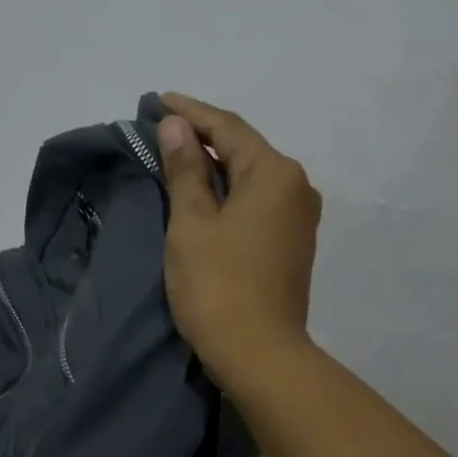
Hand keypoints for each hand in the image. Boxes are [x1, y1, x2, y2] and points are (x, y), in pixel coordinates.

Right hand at [157, 93, 321, 398]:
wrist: (260, 355)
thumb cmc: (218, 287)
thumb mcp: (192, 225)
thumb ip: (185, 170)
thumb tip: (177, 126)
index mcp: (275, 173)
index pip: (228, 127)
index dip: (190, 112)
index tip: (158, 101)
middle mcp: (297, 187)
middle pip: (245, 150)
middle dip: (204, 138)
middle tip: (163, 129)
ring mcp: (299, 219)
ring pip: (252, 179)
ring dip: (217, 167)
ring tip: (179, 159)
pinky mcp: (293, 245)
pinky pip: (258, 204)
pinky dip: (231, 194)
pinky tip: (207, 197)